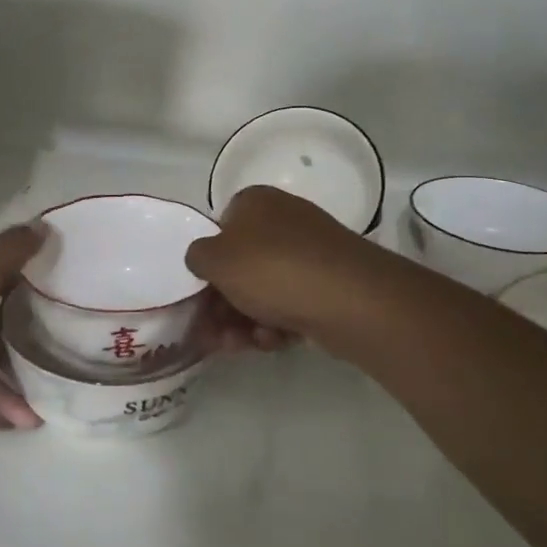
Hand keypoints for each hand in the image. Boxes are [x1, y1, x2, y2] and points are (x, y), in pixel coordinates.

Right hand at [185, 185, 384, 342]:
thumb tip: (204, 258)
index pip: (219, 228)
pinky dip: (278, 323)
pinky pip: (292, 303)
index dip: (208, 263)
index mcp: (255, 202)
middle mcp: (284, 220)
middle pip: (241, 265)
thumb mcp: (216, 259)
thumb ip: (197, 256)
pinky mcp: (330, 283)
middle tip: (214, 333)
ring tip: (240, 345)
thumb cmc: (272, 269)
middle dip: (224, 303)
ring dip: (246, 319)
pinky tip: (274, 340)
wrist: (350, 299)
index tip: (200, 294)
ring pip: (265, 289)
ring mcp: (310, 252)